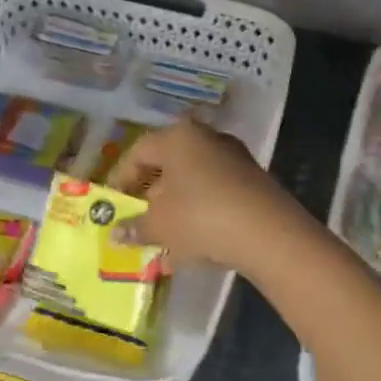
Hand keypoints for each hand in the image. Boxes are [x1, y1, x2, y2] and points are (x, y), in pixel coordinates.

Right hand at [110, 116, 305, 273]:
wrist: (267, 232)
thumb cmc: (200, 217)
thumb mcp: (160, 225)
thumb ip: (135, 227)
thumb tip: (115, 234)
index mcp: (178, 137)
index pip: (138, 151)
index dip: (121, 178)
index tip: (112, 203)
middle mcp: (206, 138)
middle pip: (168, 164)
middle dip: (150, 194)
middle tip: (136, 219)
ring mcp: (233, 158)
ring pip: (192, 181)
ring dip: (174, 208)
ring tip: (161, 238)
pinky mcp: (252, 181)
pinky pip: (213, 194)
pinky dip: (198, 214)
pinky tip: (190, 244)